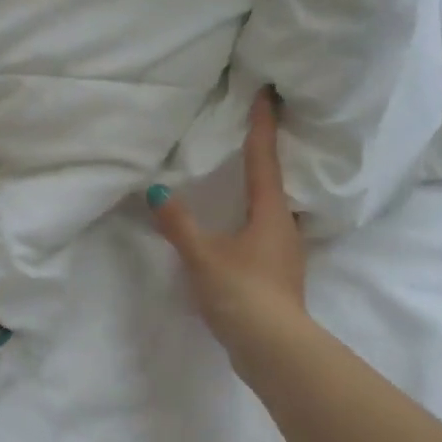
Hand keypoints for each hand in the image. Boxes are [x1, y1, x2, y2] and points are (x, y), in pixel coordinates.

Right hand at [147, 86, 308, 356]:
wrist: (274, 348)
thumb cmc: (242, 293)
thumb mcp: (203, 257)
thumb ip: (179, 225)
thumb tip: (156, 192)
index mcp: (270, 212)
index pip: (264, 158)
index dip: (263, 124)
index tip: (267, 93)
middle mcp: (285, 226)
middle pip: (276, 181)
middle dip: (267, 155)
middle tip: (258, 127)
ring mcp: (286, 253)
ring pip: (274, 210)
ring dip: (262, 190)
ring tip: (246, 176)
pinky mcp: (279, 276)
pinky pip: (267, 235)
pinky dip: (255, 220)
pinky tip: (243, 229)